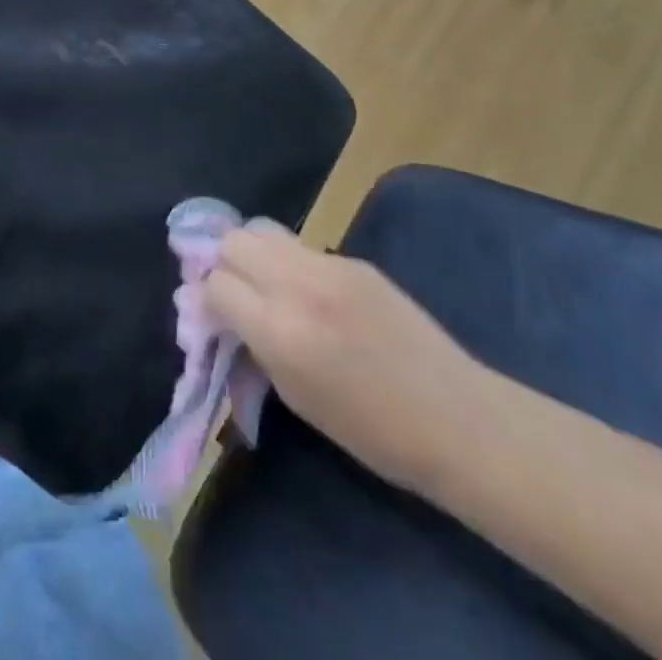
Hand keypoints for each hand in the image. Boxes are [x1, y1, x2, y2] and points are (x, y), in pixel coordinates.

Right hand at [202, 222, 489, 493]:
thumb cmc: (372, 431)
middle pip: (234, 241)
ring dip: (252, 253)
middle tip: (232, 293)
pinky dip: (288, 262)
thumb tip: (217, 316)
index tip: (209, 317)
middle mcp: (298, 284)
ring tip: (262, 284)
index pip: (216, 284)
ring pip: (264, 230)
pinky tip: (306, 293)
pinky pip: (301, 247)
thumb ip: (252, 346)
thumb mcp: (295, 397)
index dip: (206, 300)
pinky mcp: (354, 260)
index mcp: (280, 329)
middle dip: (222, 263)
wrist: (456, 419)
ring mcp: (330, 265)